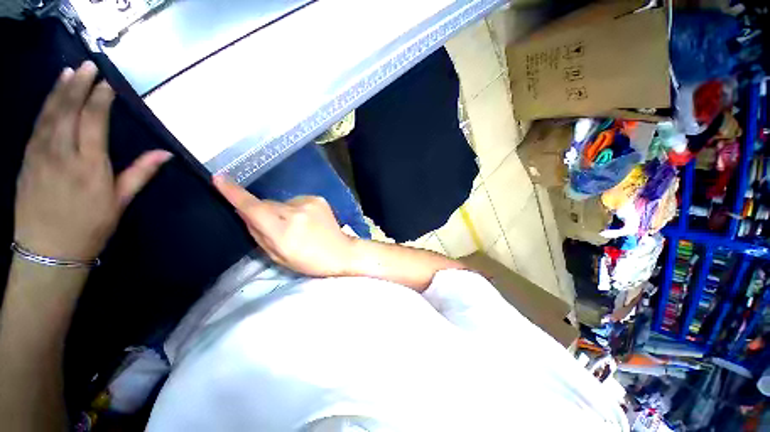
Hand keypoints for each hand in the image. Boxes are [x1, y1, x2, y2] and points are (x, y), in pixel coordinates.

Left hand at [13, 62, 171, 260]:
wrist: (49, 250)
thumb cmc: (90, 226)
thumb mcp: (120, 201)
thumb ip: (140, 173)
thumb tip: (165, 154)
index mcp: (90, 166)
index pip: (94, 121)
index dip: (100, 99)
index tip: (108, 83)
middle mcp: (63, 154)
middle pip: (69, 111)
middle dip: (79, 85)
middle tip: (88, 65)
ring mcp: (40, 155)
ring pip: (49, 114)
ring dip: (59, 90)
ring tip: (68, 72)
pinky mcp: (27, 160)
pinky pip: (36, 127)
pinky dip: (45, 107)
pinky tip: (51, 97)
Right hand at [213, 175, 354, 276]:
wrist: (341, 251)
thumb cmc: (309, 261)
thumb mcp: (278, 256)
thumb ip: (259, 234)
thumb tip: (245, 213)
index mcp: (283, 231)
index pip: (254, 209)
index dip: (234, 194)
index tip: (219, 179)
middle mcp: (295, 212)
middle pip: (267, 205)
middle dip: (265, 214)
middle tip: (277, 229)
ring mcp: (308, 203)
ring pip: (282, 203)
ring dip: (282, 212)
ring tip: (297, 227)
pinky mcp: (318, 199)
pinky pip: (296, 202)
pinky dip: (296, 210)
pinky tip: (307, 221)